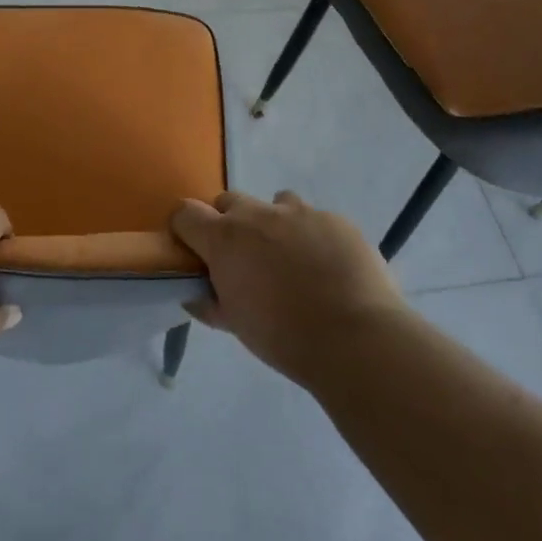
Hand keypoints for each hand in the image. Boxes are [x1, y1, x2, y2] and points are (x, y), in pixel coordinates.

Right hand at [170, 190, 402, 380]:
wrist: (355, 339)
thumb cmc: (283, 336)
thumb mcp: (236, 324)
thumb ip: (210, 303)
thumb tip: (196, 294)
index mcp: (224, 239)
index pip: (185, 213)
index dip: (186, 229)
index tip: (194, 249)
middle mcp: (258, 215)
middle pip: (229, 201)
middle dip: (230, 223)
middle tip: (244, 257)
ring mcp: (300, 213)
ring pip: (276, 203)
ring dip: (274, 223)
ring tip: (291, 258)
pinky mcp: (336, 219)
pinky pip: (315, 219)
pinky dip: (313, 236)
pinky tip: (328, 267)